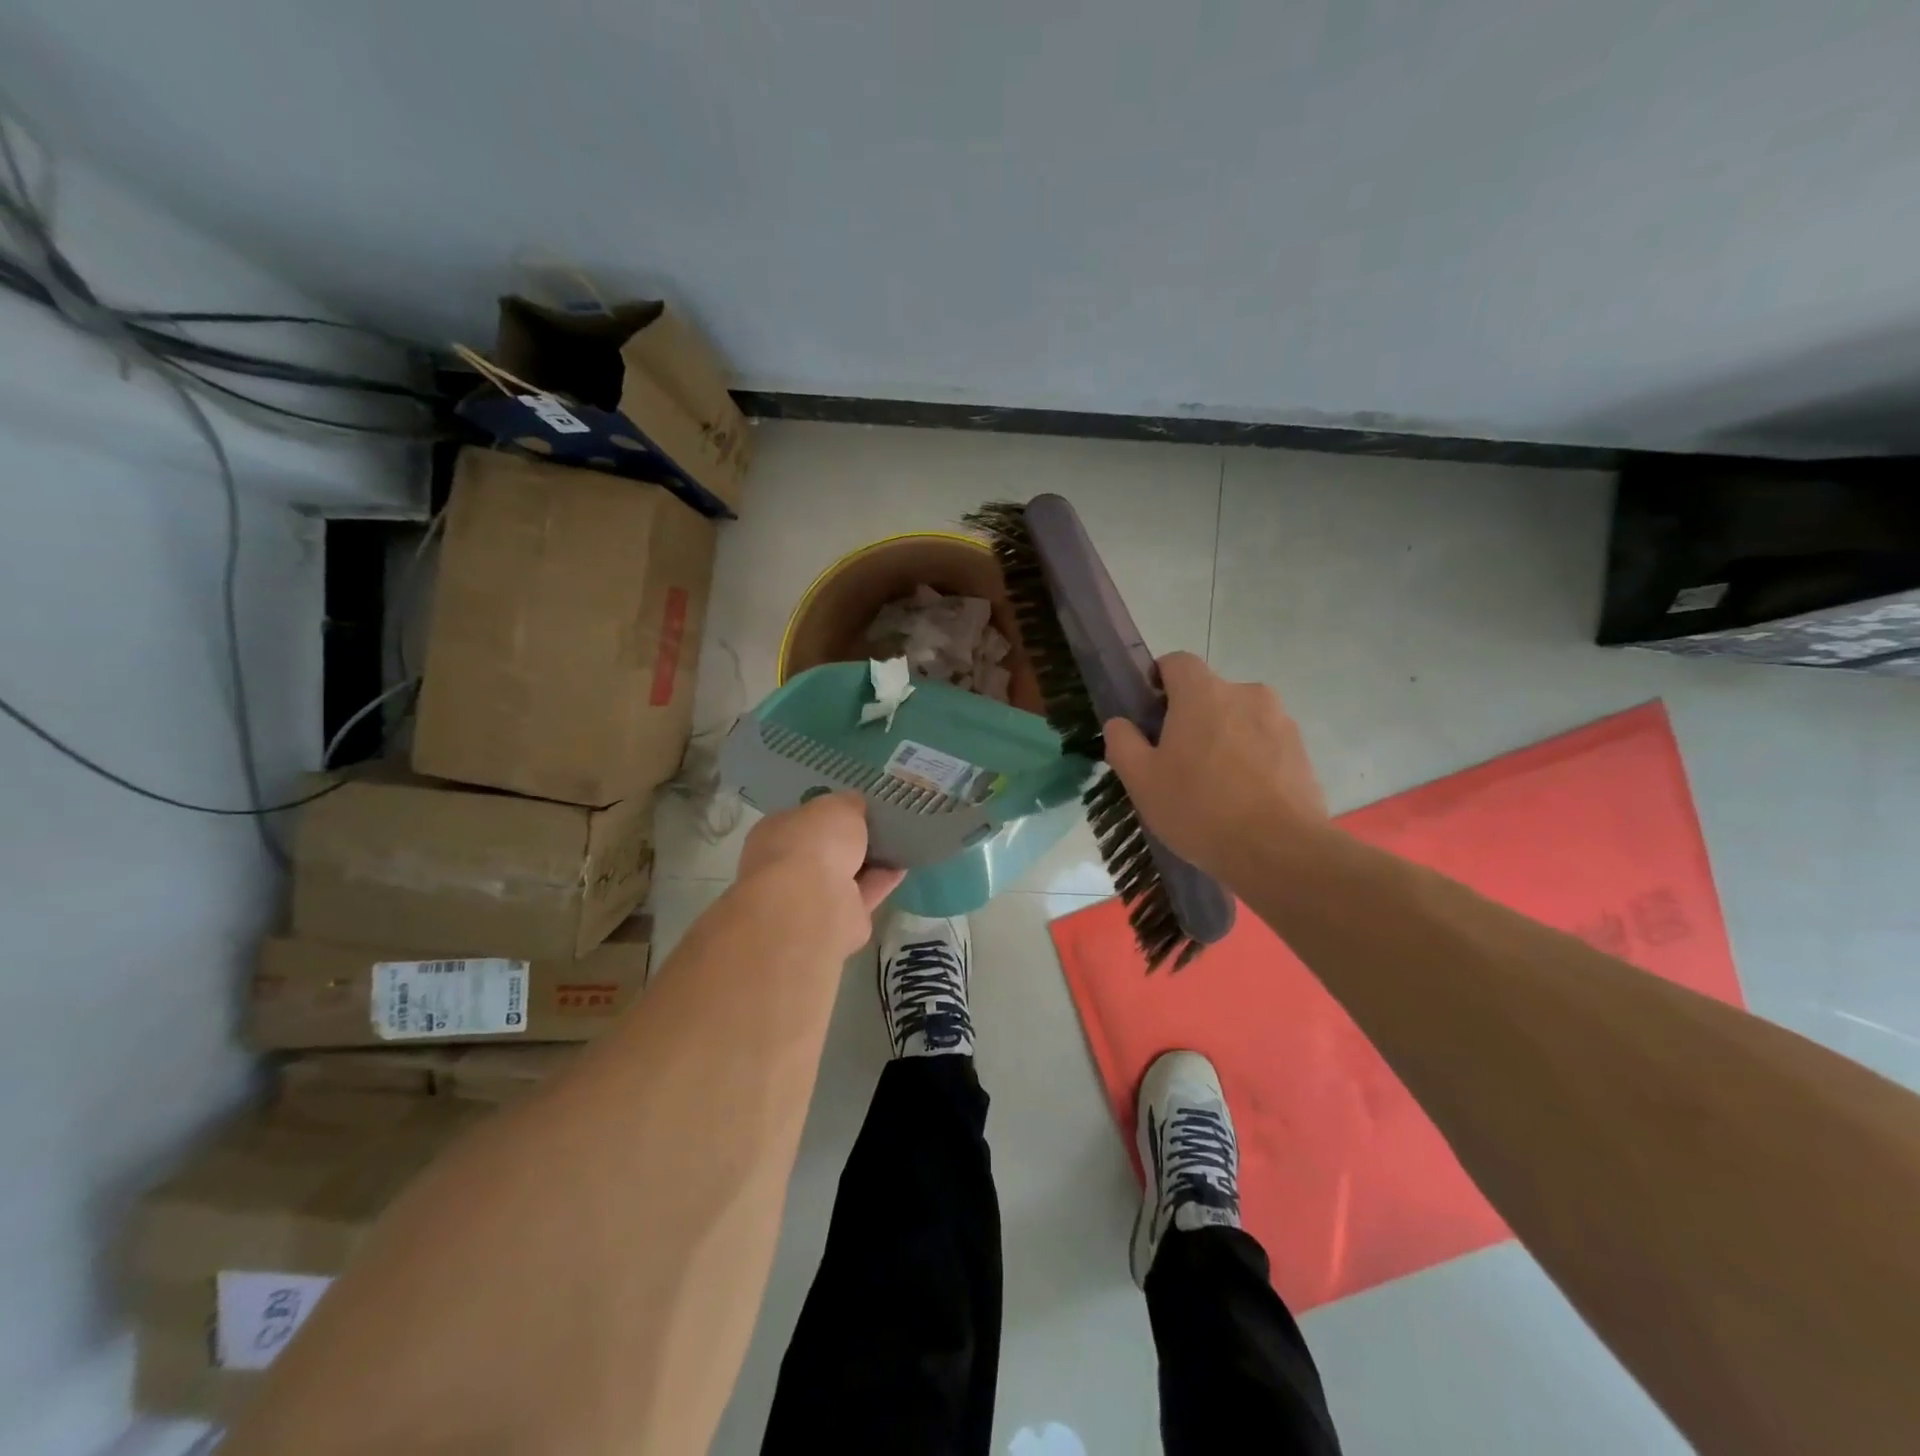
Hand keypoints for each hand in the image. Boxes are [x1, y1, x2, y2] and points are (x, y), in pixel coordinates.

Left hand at [737, 792, 904, 950]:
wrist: (811, 904)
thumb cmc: (814, 843)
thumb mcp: (837, 806)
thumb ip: (848, 805)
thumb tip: (855, 806)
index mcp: (776, 833)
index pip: (803, 819)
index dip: (829, 812)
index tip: (857, 805)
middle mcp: (788, 866)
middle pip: (825, 849)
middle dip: (850, 839)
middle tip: (882, 823)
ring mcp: (811, 897)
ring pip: (846, 873)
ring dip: (870, 860)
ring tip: (900, 841)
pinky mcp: (838, 920)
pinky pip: (864, 893)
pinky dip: (883, 879)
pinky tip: (905, 863)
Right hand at [1102, 652, 1325, 879]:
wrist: (1280, 851)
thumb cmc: (1200, 809)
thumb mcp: (1142, 781)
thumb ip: (1123, 743)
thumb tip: (1121, 724)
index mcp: (1203, 693)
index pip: (1176, 662)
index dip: (1158, 682)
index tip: (1150, 717)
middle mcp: (1245, 693)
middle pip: (1208, 694)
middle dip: (1190, 719)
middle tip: (1175, 763)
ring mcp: (1279, 720)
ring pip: (1237, 719)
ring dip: (1222, 739)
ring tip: (1213, 787)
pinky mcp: (1301, 750)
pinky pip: (1263, 743)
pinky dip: (1249, 760)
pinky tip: (1241, 798)